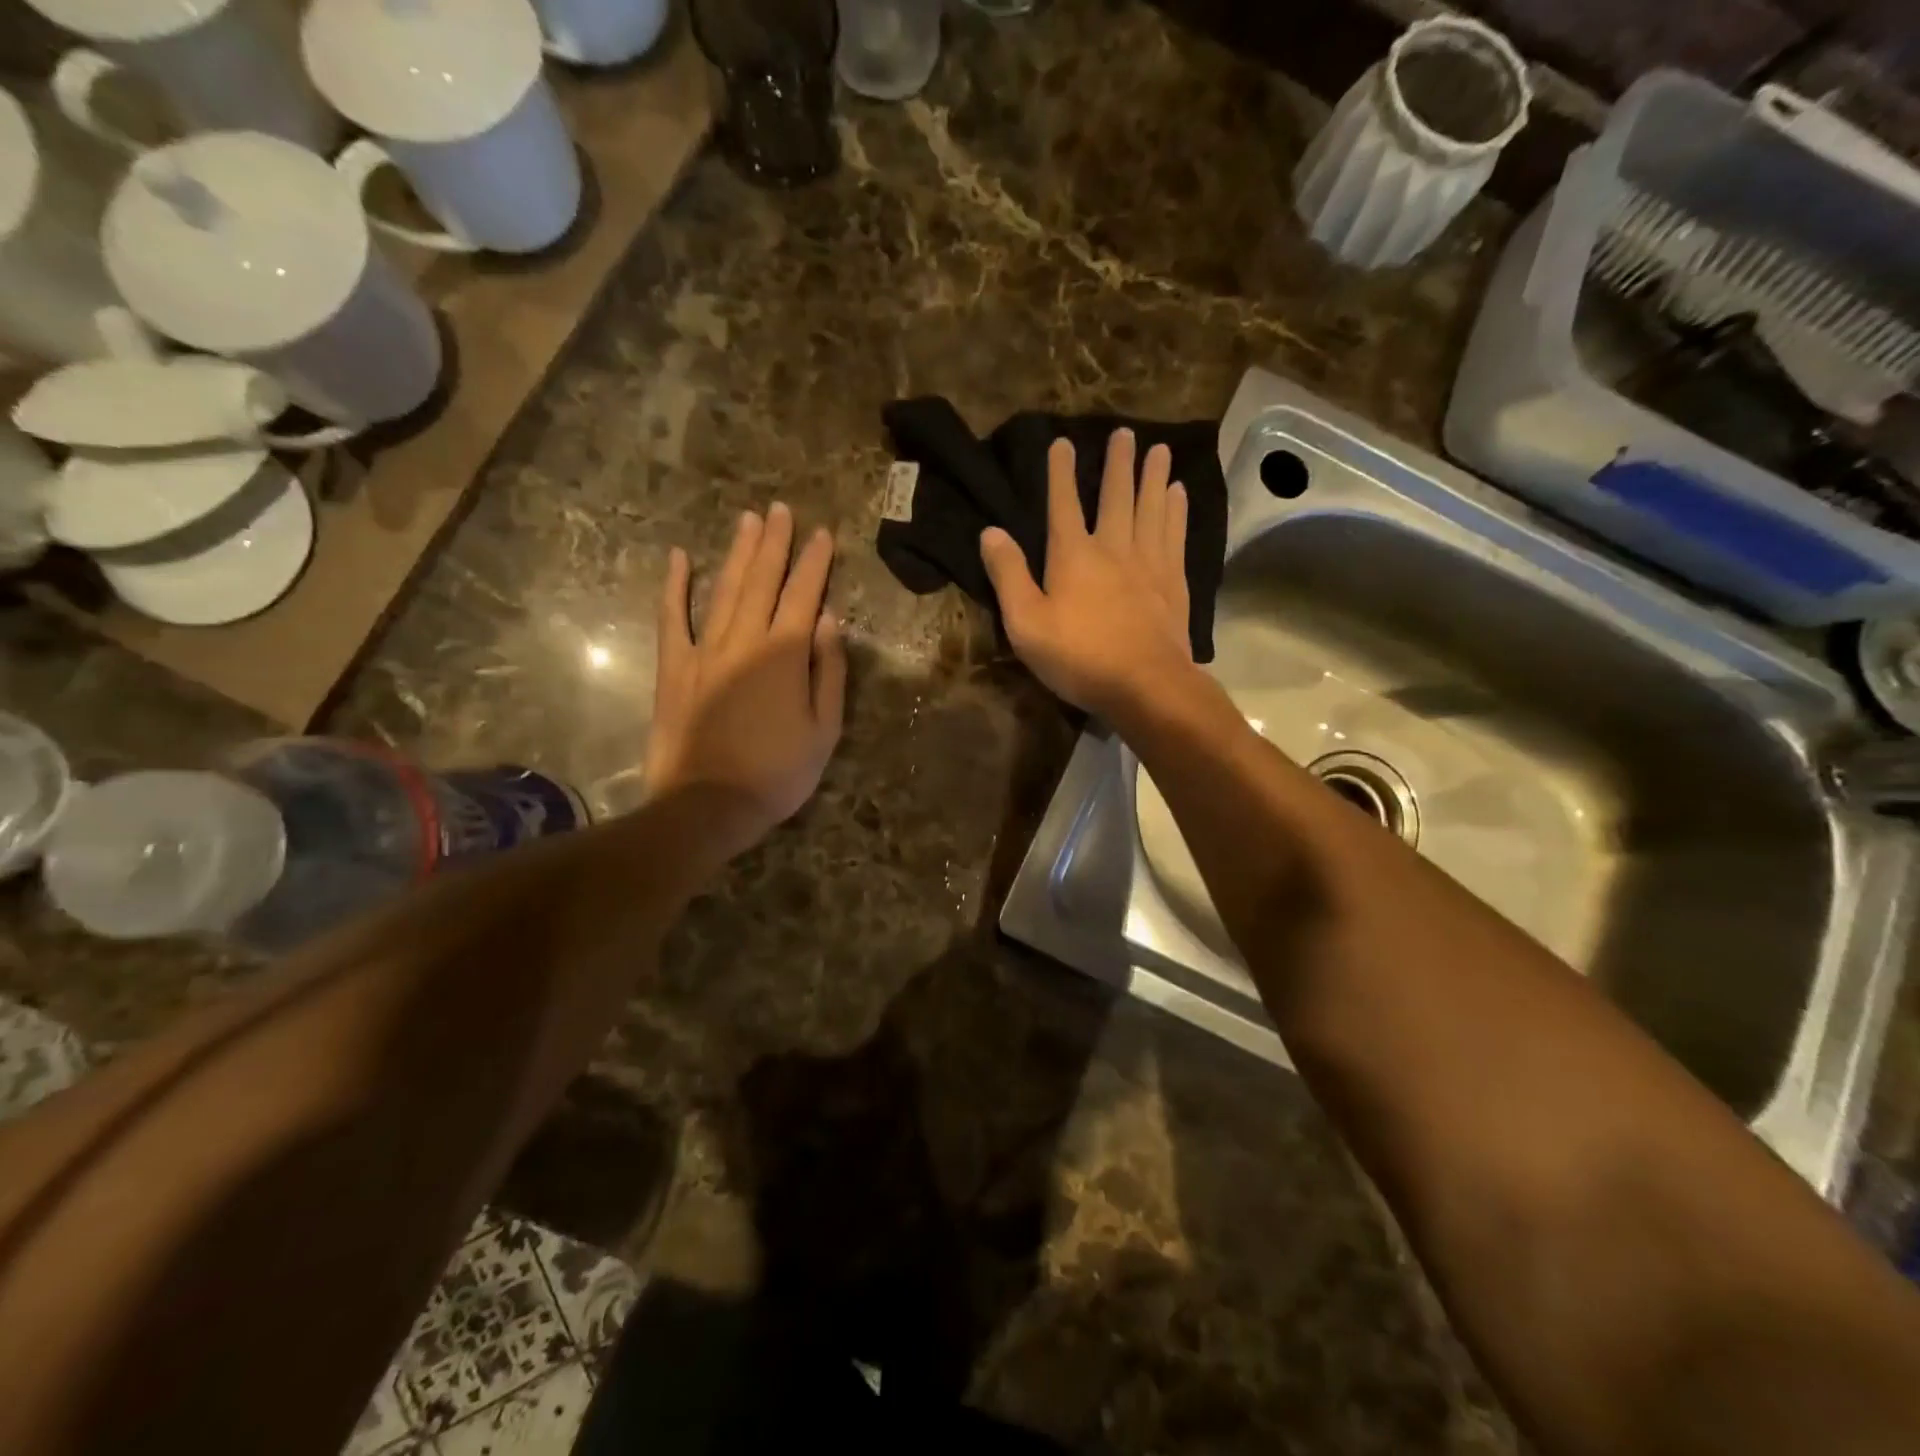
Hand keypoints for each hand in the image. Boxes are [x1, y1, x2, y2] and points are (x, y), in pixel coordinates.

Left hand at [646, 504, 845, 857]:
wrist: (708, 805)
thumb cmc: (778, 774)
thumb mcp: (824, 730)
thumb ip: (829, 672)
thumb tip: (831, 621)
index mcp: (785, 655)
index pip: (805, 596)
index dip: (816, 563)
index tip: (823, 534)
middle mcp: (744, 641)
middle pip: (762, 581)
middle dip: (775, 543)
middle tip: (782, 510)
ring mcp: (704, 651)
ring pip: (724, 590)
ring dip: (738, 553)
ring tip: (749, 520)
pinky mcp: (674, 668)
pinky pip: (673, 618)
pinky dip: (675, 587)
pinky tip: (680, 558)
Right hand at [979, 429, 1193, 718]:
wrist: (1145, 684)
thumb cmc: (1079, 657)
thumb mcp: (1026, 623)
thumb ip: (1008, 576)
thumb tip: (991, 531)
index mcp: (1073, 555)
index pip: (1063, 504)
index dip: (1060, 472)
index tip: (1062, 442)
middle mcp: (1114, 548)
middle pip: (1117, 496)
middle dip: (1118, 463)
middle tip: (1125, 432)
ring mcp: (1149, 562)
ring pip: (1152, 508)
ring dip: (1154, 477)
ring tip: (1159, 449)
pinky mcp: (1174, 582)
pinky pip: (1175, 534)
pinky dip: (1176, 511)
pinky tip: (1179, 495)